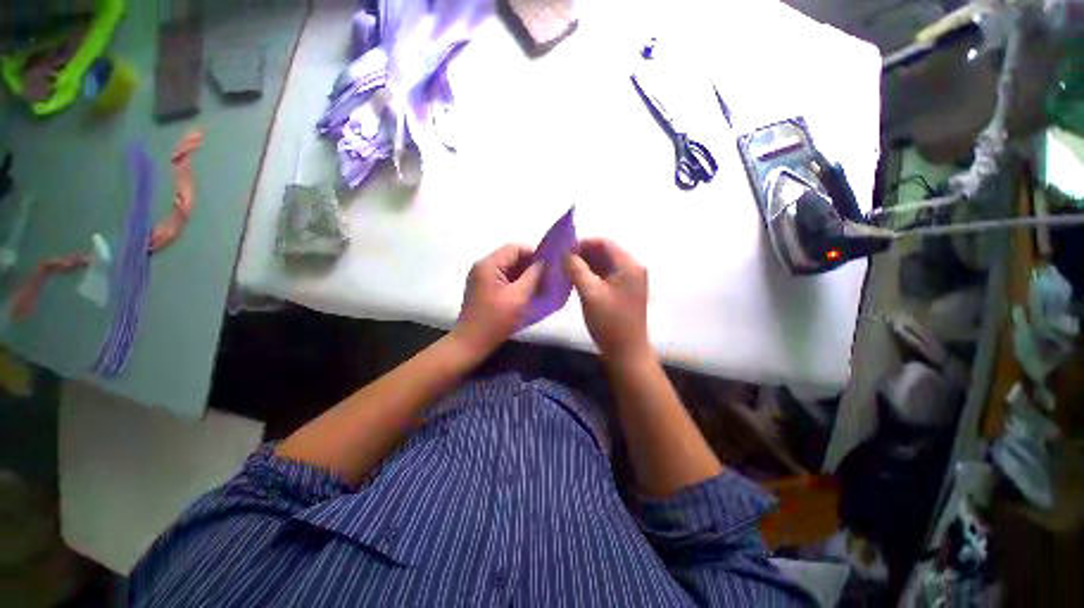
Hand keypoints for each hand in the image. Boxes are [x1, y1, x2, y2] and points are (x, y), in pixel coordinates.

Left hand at [453, 244, 542, 358]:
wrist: (471, 343)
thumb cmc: (495, 320)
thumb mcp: (518, 297)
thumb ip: (533, 276)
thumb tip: (545, 262)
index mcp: (488, 265)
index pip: (515, 248)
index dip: (534, 254)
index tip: (550, 267)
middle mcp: (483, 267)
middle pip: (512, 257)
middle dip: (530, 266)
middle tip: (547, 277)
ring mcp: (482, 278)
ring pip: (509, 269)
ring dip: (524, 275)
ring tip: (540, 285)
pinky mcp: (484, 289)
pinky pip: (504, 279)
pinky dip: (517, 283)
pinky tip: (527, 293)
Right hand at [566, 238, 651, 365]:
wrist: (626, 352)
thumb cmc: (610, 323)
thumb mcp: (590, 293)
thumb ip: (576, 269)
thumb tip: (564, 253)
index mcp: (629, 265)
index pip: (604, 243)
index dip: (583, 243)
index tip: (562, 251)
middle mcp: (632, 268)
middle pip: (605, 252)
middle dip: (583, 254)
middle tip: (561, 261)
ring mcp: (630, 280)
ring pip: (604, 264)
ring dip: (586, 264)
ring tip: (565, 270)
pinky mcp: (624, 291)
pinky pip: (606, 275)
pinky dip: (591, 275)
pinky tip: (576, 280)